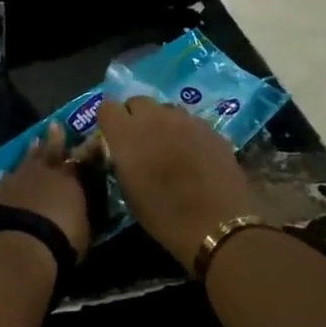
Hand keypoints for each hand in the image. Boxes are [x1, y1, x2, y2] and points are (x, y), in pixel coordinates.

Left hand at [0, 124, 90, 260]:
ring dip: (30, 153)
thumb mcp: (83, 228)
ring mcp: (17, 179)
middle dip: (54, 138)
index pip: (82, 159)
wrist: (20, 244)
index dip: (88, 148)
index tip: (92, 136)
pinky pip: (2, 181)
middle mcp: (43, 172)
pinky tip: (2, 175)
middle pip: (50, 150)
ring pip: (25, 161)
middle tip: (55, 124)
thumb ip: (80, 211)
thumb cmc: (61, 240)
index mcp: (69, 179)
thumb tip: (80, 205)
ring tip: (33, 142)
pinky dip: (5, 178)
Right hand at [93, 98, 258, 271]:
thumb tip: (122, 150)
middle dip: (135, 117)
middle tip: (141, 141)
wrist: (218, 224)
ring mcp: (184, 119)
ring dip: (162, 123)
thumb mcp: (129, 191)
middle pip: (137, 102)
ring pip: (165, 109)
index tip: (114, 136)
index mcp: (127, 134)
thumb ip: (121, 160)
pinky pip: (189, 121)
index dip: (110, 121)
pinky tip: (194, 154)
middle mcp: (154, 117)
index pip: (107, 107)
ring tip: (169, 147)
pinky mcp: (209, 127)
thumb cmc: (165, 216)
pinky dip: (186, 132)